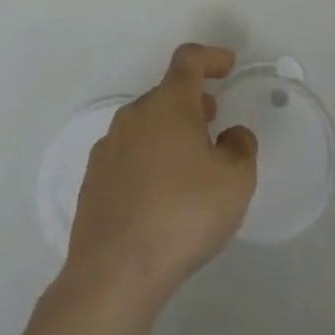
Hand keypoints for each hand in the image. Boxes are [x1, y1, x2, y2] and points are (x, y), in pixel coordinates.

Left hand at [63, 43, 258, 310]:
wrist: (112, 277)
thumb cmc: (181, 216)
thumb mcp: (235, 181)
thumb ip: (241, 147)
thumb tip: (229, 136)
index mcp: (169, 104)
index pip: (188, 59)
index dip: (210, 57)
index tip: (227, 66)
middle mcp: (134, 115)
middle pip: (166, 94)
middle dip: (191, 102)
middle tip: (212, 121)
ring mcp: (108, 148)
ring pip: (145, 126)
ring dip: (168, 133)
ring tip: (187, 165)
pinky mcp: (92, 183)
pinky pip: (126, 157)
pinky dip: (146, 162)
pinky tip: (157, 197)